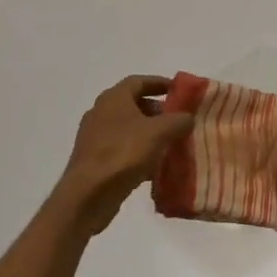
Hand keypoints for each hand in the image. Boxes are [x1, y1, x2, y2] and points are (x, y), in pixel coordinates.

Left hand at [53, 75, 194, 234]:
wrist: (87, 195)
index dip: (160, 83)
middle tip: (178, 120)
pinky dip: (139, 152)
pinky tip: (155, 167)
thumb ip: (178, 120)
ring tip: (171, 143)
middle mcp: (101, 112)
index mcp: (114, 98)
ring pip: (128, 128)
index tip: (179, 90)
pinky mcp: (94, 159)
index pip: (139, 81)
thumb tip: (188, 116)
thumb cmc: (123, 153)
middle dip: (158, 111)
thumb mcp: (159, 133)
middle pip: (133, 104)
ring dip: (150, 133)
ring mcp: (95, 137)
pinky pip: (122, 148)